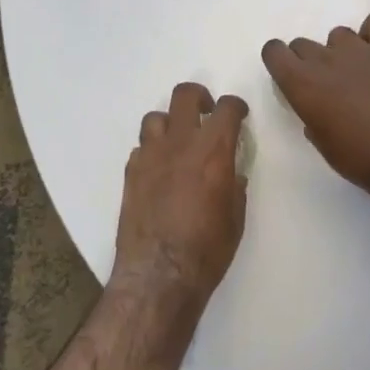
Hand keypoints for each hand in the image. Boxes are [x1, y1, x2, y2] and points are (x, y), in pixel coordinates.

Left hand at [113, 82, 249, 307]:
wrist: (159, 274)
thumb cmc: (207, 249)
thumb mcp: (235, 218)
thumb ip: (235, 187)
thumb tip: (232, 175)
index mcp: (213, 151)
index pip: (227, 108)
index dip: (236, 107)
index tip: (239, 115)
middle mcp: (180, 144)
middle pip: (185, 96)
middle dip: (199, 97)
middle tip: (206, 113)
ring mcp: (150, 156)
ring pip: (156, 117)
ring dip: (170, 123)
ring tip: (178, 141)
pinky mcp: (131, 173)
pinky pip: (141, 148)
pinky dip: (152, 151)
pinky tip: (160, 170)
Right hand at [262, 12, 369, 205]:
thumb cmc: (362, 158)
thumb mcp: (324, 146)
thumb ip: (313, 119)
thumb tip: (317, 111)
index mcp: (301, 84)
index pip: (274, 51)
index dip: (280, 61)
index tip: (290, 76)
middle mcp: (324, 59)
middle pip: (303, 44)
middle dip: (310, 61)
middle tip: (328, 85)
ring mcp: (358, 49)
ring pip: (338, 35)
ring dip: (342, 50)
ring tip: (359, 73)